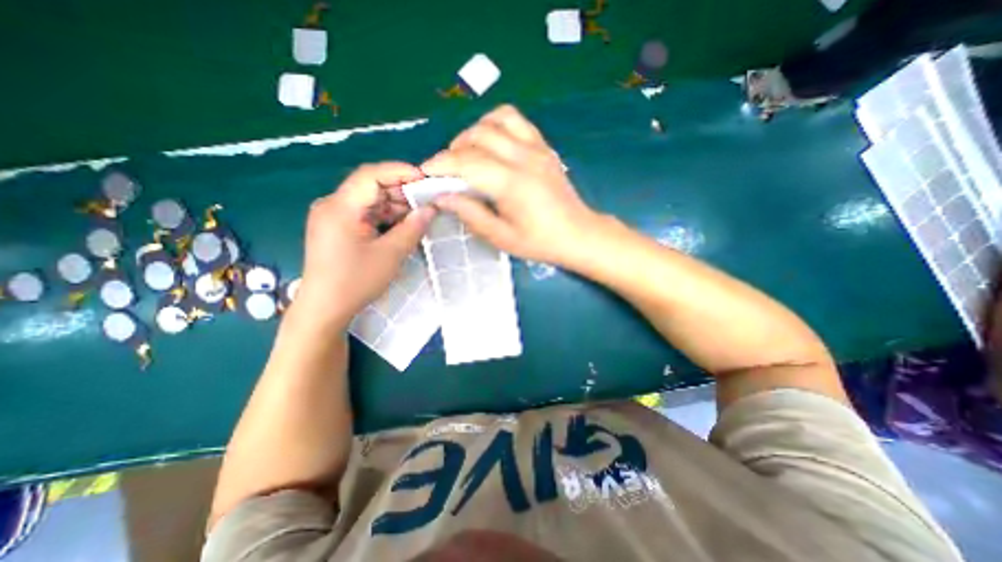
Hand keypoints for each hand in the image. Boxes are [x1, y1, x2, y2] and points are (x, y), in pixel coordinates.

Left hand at [296, 162, 439, 325]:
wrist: (325, 308)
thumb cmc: (356, 281)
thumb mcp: (391, 254)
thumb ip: (412, 228)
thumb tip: (431, 208)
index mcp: (340, 207)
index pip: (371, 175)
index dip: (400, 171)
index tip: (425, 179)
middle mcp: (333, 205)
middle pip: (370, 186)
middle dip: (400, 191)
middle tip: (426, 201)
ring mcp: (333, 216)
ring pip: (369, 200)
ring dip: (394, 205)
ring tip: (418, 214)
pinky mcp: (337, 228)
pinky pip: (364, 213)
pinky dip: (384, 216)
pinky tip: (401, 224)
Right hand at [420, 106, 597, 267]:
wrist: (578, 234)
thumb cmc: (541, 242)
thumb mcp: (502, 237)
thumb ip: (471, 214)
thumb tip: (442, 197)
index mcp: (512, 183)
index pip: (466, 162)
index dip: (440, 165)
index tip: (425, 174)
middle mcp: (523, 157)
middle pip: (477, 136)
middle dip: (452, 150)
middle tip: (446, 172)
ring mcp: (536, 147)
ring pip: (494, 120)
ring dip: (473, 133)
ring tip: (467, 155)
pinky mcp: (544, 146)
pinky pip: (515, 120)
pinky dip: (496, 124)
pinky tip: (491, 143)